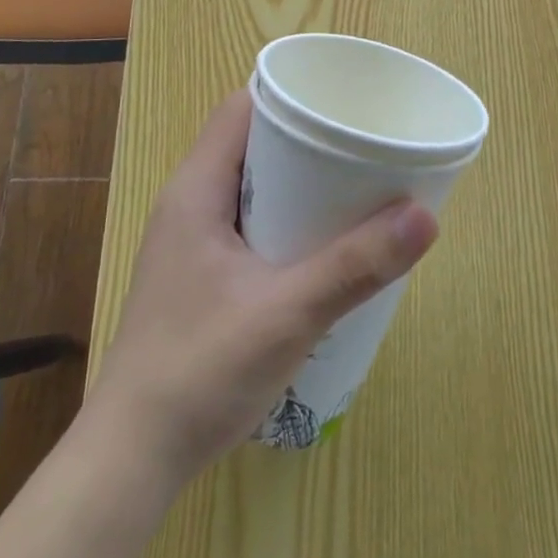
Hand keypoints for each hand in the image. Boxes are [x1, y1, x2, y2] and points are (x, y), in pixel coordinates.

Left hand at [78, 92, 438, 489]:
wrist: (132, 462)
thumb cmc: (200, 371)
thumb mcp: (288, 313)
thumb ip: (356, 266)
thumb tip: (426, 215)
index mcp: (197, 189)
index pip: (241, 109)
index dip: (290, 96)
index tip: (344, 102)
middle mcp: (190, 204)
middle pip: (251, 144)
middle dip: (307, 140)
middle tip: (363, 146)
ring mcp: (192, 243)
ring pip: (253, 186)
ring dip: (300, 184)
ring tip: (355, 188)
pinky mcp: (201, 277)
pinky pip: (250, 223)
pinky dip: (287, 219)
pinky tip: (324, 245)